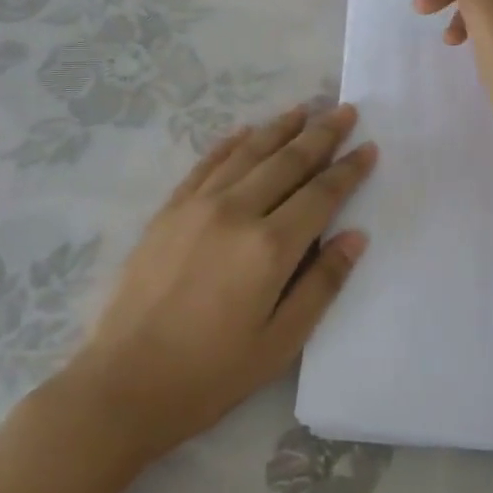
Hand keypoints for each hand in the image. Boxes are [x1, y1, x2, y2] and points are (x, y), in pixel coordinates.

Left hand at [66, 102, 376, 465]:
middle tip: (345, 110)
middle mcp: (235, 211)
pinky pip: (206, 163)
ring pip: (248, 152)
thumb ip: (322, 284)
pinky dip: (231, 142)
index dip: (348, 170)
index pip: (321, 194)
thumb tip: (355, 237)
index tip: (369, 147)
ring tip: (304, 108)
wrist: (123, 383)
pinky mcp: (169, 210)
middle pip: (288, 161)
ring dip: (280, 128)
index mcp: (269, 247)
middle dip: (321, 134)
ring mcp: (197, 205)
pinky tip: (246, 131)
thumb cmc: (211, 373)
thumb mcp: (281, 342)